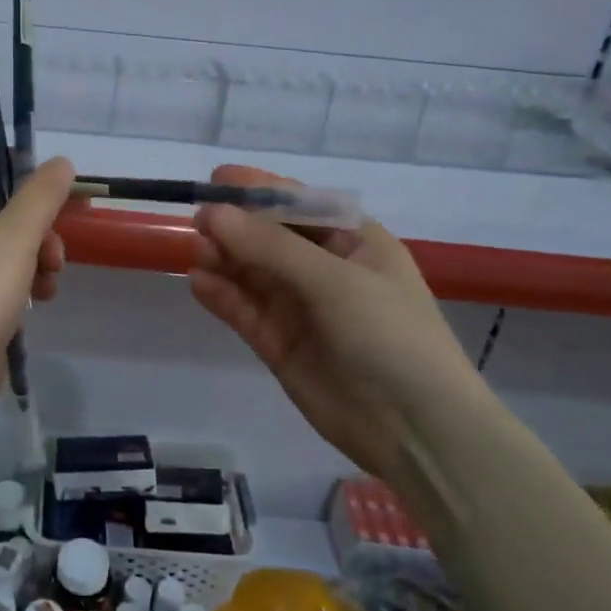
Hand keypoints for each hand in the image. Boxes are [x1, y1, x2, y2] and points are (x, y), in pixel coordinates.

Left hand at [0, 147, 74, 412]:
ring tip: (51, 274)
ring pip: (1, 235)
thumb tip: (59, 163)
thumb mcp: (17, 235)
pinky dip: (21, 276)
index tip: (31, 177)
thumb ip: (41, 194)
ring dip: (34, 249)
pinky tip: (41, 297)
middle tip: (54, 236)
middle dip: (32, 217)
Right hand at [189, 165, 488, 477]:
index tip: (216, 180)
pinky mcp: (279, 343)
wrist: (416, 429)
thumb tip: (212, 214)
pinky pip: (244, 310)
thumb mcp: (335, 281)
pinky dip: (221, 296)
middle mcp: (324, 269)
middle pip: (269, 237)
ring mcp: (300, 307)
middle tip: (197, 223)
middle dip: (235, 227)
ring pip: (251, 273)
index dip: (259, 190)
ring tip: (194, 252)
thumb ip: (270, 247)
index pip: (299, 205)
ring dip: (223, 260)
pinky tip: (198, 283)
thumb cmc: (390, 336)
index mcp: (354, 242)